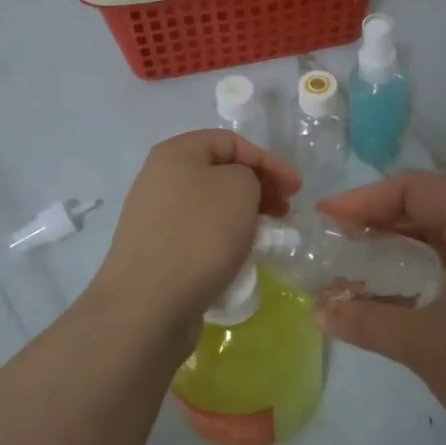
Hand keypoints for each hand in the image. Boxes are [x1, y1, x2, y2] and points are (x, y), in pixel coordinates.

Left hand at [93, 131, 299, 347]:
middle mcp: (159, 178)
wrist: (149, 303)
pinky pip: (198, 233)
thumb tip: (239, 191)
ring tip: (265, 234)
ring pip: (210, 204)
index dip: (268, 160)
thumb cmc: (199, 234)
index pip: (230, 141)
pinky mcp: (156, 250)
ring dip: (242, 213)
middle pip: (218, 172)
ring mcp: (154, 216)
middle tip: (285, 210)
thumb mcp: (239, 188)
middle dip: (257, 186)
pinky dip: (223, 237)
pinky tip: (238, 255)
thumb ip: (249, 175)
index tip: (297, 188)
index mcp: (175, 153)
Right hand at [315, 172, 445, 444]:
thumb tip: (317, 311)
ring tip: (362, 255)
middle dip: (383, 214)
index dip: (367, 198)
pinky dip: (426, 259)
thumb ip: (364, 321)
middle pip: (434, 202)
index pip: (417, 188)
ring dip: (404, 237)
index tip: (330, 218)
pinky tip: (401, 285)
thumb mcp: (420, 344)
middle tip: (341, 234)